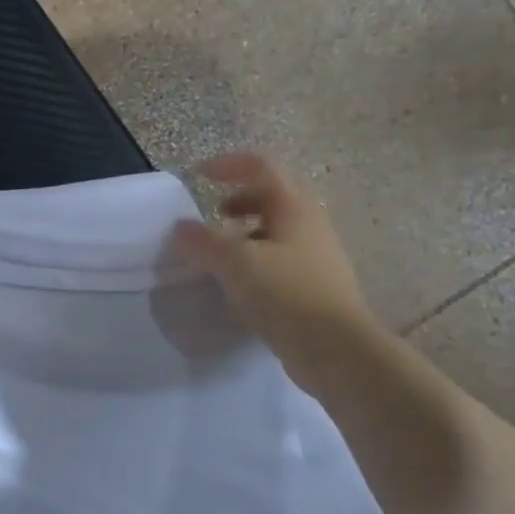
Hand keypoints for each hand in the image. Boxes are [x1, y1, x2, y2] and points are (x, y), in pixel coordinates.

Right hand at [173, 153, 377, 392]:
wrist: (335, 349)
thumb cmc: (286, 294)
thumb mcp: (236, 264)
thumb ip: (203, 242)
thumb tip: (179, 229)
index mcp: (294, 207)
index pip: (260, 167)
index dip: (227, 165)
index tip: (197, 176)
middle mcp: (310, 224)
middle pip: (272, 196)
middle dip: (239, 200)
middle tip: (214, 215)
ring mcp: (316, 256)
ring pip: (277, 230)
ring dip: (246, 232)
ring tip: (221, 254)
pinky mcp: (315, 285)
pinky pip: (280, 259)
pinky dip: (256, 260)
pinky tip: (240, 285)